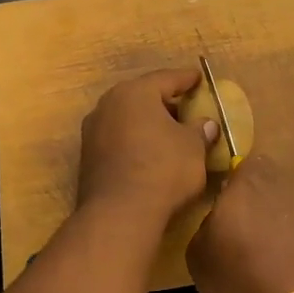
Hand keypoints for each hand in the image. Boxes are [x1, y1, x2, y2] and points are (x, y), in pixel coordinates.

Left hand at [75, 70, 216, 227]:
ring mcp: (93, 130)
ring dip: (147, 123)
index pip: (166, 78)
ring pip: (127, 118)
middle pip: (143, 96)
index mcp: (135, 92)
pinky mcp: (87, 156)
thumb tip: (206, 124)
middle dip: (165, 102)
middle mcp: (109, 104)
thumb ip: (200, 130)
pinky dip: (134, 140)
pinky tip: (149, 154)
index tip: (199, 78)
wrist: (119, 214)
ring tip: (169, 134)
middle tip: (186, 109)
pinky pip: (117, 138)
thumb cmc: (163, 169)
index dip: (186, 79)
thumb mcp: (193, 147)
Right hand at [186, 155, 293, 292]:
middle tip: (242, 235)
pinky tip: (290, 282)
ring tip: (266, 265)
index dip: (233, 183)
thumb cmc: (241, 281)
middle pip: (268, 187)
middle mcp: (285, 189)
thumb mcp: (200, 259)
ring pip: (289, 213)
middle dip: (257, 205)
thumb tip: (218, 224)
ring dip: (279, 231)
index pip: (241, 163)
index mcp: (249, 182)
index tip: (224, 206)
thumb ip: (206, 229)